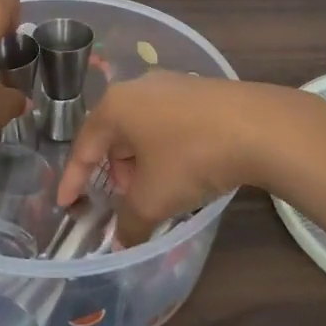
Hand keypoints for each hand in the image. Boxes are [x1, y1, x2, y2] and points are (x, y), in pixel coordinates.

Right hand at [58, 73, 307, 244]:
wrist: (259, 126)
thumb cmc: (191, 157)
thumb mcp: (153, 198)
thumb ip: (129, 222)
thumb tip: (123, 241)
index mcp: (115, 106)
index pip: (83, 145)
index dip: (73, 179)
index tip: (66, 203)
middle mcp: (138, 87)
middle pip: (113, 134)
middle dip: (114, 171)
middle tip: (124, 200)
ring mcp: (172, 84)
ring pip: (142, 128)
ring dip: (141, 161)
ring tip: (157, 190)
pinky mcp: (200, 91)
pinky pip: (168, 123)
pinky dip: (165, 149)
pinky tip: (184, 170)